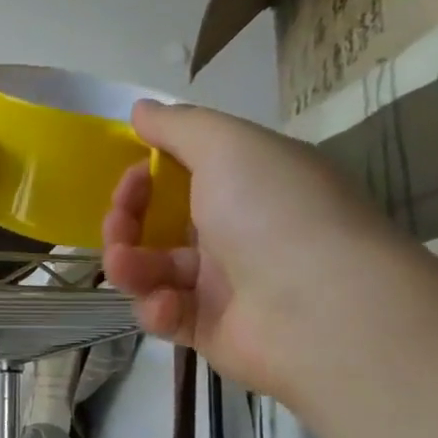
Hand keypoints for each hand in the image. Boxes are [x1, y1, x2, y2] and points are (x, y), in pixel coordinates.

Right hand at [102, 100, 397, 398]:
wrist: (319, 309)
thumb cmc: (273, 212)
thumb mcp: (228, 146)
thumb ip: (179, 126)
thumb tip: (141, 109)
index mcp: (248, 186)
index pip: (185, 175)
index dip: (149, 175)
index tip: (131, 174)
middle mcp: (236, 232)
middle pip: (158, 225)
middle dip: (125, 222)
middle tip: (118, 226)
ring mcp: (221, 285)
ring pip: (151, 271)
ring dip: (129, 266)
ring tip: (128, 269)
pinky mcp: (208, 329)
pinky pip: (163, 314)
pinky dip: (156, 309)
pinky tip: (169, 306)